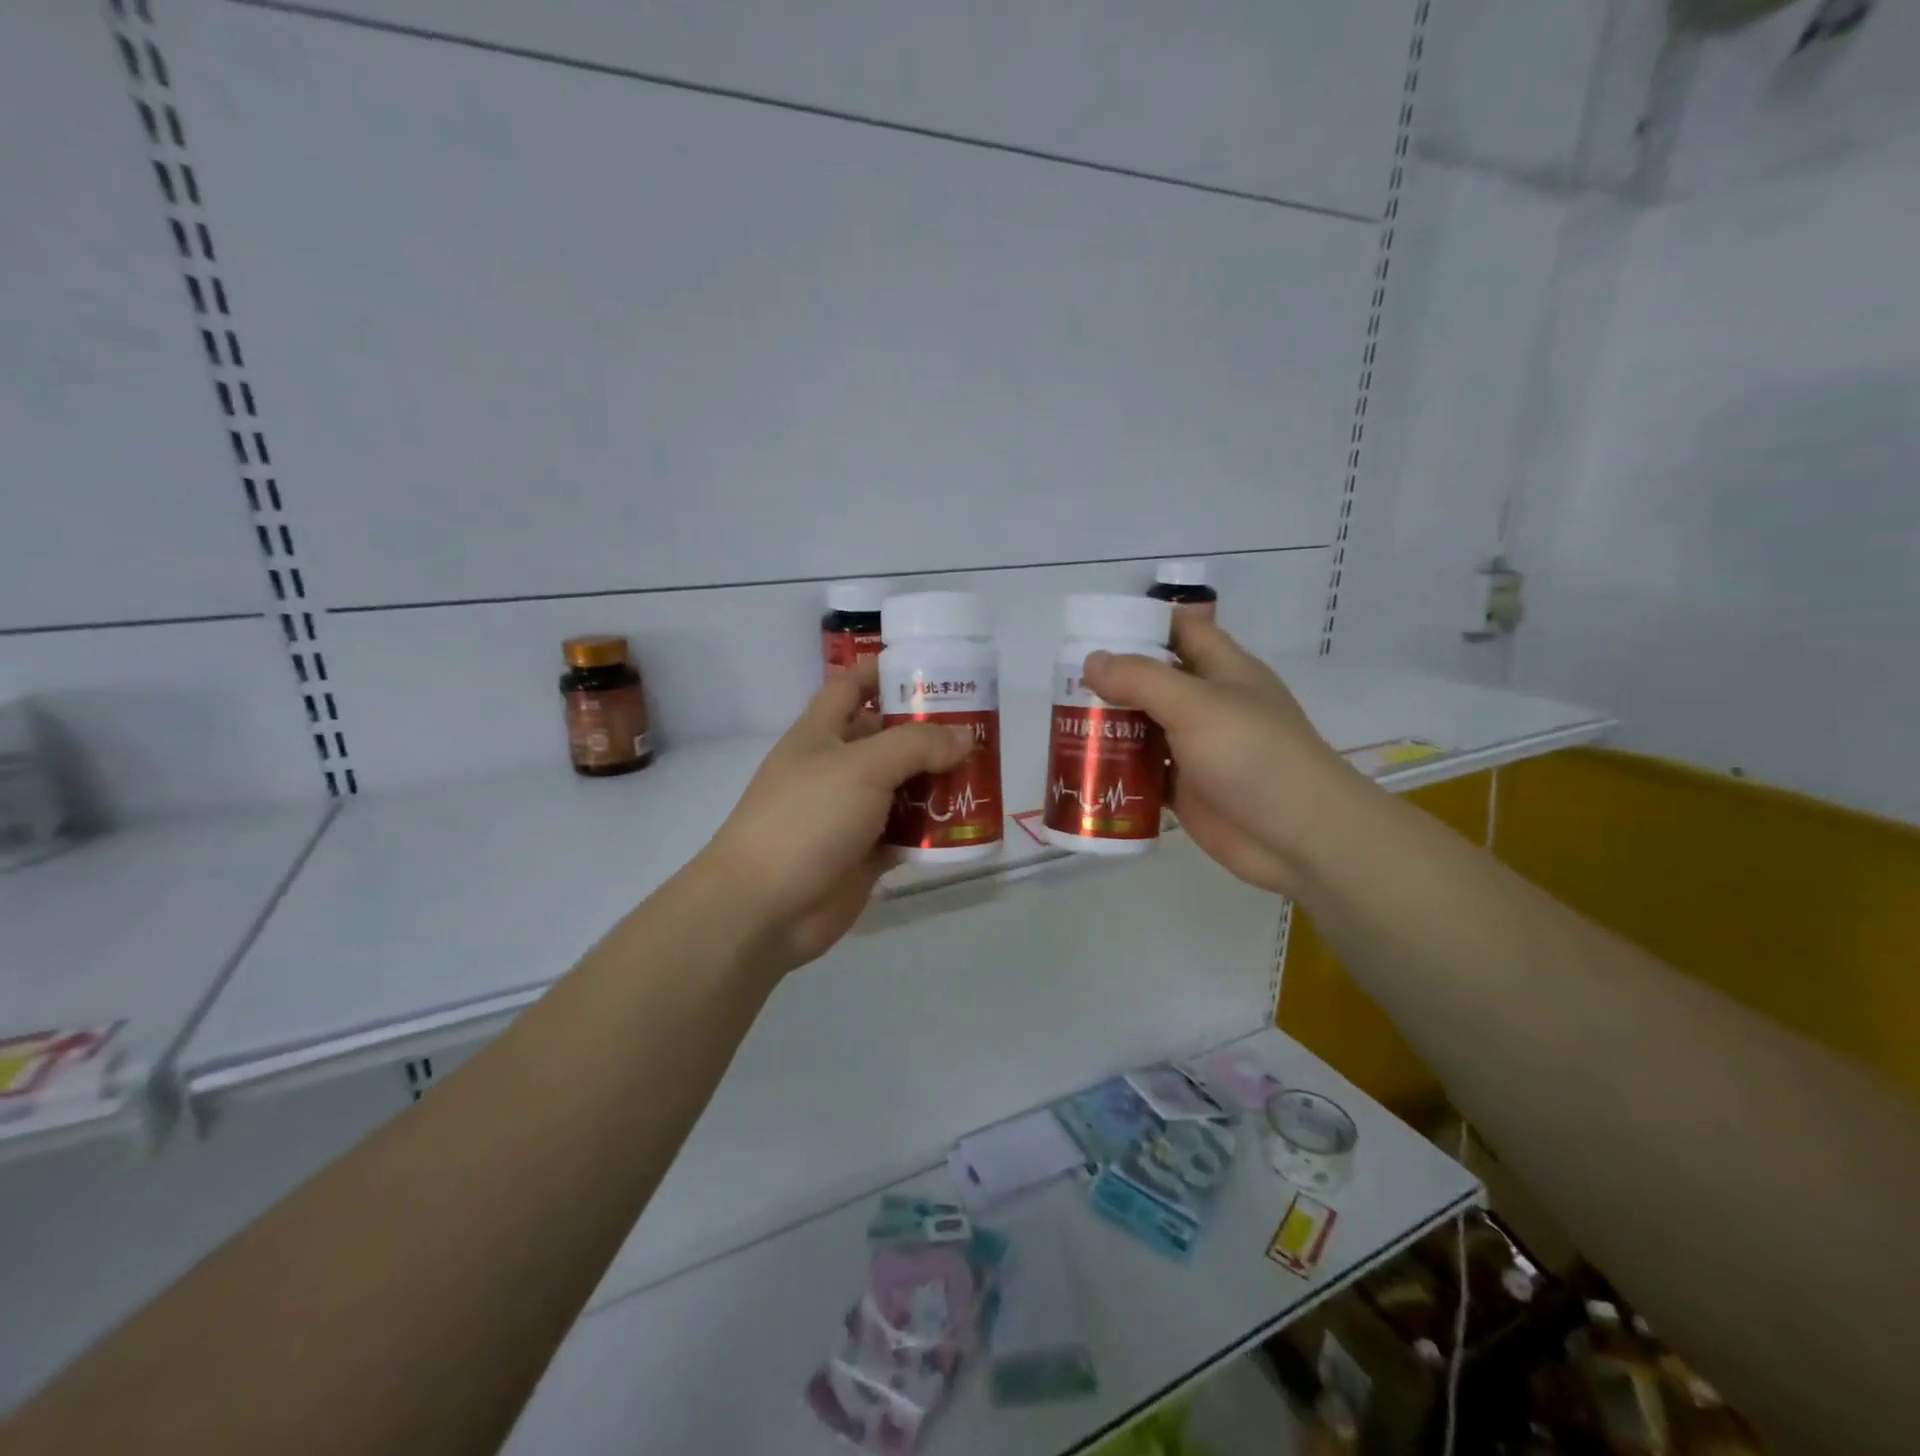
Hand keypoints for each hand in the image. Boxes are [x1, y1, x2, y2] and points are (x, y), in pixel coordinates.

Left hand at [694, 665, 973, 974]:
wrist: (764, 908)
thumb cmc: (806, 819)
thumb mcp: (861, 767)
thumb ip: (915, 745)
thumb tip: (963, 736)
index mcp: (821, 733)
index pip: (852, 687)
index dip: (885, 672)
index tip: (932, 669)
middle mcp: (836, 768)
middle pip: (888, 739)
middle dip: (929, 732)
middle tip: (981, 728)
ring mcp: (850, 814)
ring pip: (902, 788)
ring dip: (938, 783)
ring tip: (984, 775)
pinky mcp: (864, 854)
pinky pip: (907, 833)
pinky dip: (933, 829)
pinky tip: (967, 824)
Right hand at [1081, 618, 1362, 896]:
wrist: (1299, 837)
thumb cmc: (1252, 755)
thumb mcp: (1195, 704)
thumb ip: (1141, 679)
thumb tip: (1091, 662)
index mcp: (1222, 669)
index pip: (1179, 630)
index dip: (1141, 625)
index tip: (1094, 632)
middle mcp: (1209, 704)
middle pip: (1153, 681)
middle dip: (1112, 681)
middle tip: (1063, 685)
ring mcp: (1198, 749)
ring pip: (1145, 728)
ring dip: (1110, 728)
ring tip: (1063, 726)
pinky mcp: (1187, 789)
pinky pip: (1144, 773)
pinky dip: (1118, 771)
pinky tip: (1084, 770)